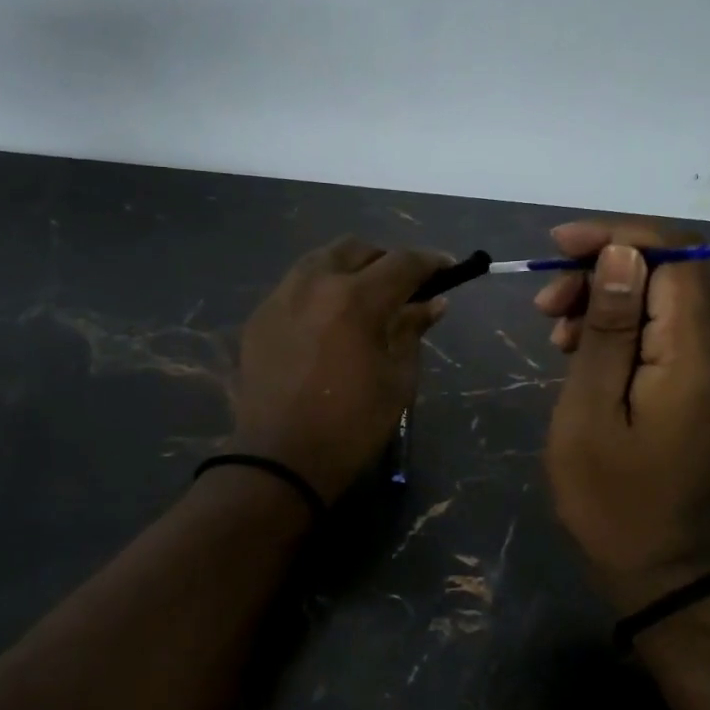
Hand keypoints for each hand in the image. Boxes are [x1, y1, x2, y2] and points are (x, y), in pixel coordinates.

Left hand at [230, 237, 450, 503]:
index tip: (448, 268)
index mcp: (355, 300)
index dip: (431, 262)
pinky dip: (320, 288)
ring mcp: (281, 297)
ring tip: (365, 294)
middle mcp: (315, 284)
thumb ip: (412, 331)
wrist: (280, 460)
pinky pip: (296, 284)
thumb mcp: (397, 380)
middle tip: (404, 285)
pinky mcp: (260, 316)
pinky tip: (329, 316)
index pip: (402, 263)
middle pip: (357, 249)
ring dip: (350, 267)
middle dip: (386, 260)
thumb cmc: (352, 425)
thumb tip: (433, 303)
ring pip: (321, 259)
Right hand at [535, 221, 709, 611]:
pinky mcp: (702, 383)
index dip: (618, 237)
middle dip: (603, 270)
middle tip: (546, 304)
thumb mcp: (590, 411)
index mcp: (698, 356)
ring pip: (663, 298)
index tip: (559, 246)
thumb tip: (621, 254)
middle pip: (670, 272)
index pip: (675, 256)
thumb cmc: (610, 496)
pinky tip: (580, 349)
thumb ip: (609, 329)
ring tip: (556, 330)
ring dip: (607, 298)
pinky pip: (663, 331)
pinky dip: (621, 327)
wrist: (657, 562)